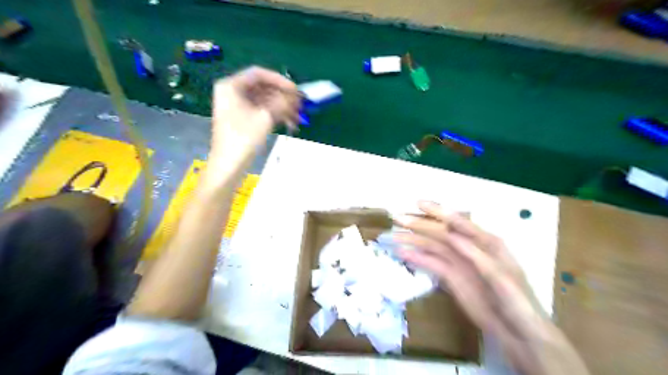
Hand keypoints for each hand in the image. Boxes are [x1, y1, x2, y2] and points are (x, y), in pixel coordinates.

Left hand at [210, 66, 299, 166]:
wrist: (228, 165)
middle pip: (262, 87)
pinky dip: (275, 115)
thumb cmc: (243, 138)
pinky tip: (290, 123)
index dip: (279, 80)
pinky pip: (261, 111)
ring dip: (282, 107)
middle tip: (300, 104)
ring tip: (298, 117)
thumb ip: (282, 102)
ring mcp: (237, 107)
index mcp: (231, 86)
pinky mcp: (242, 119)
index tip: (296, 90)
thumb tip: (296, 95)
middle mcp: (233, 93)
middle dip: (283, 96)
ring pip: (264, 101)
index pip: (259, 74)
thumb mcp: (265, 117)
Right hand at [392, 201, 585, 374]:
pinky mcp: (451, 278)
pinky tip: (403, 254)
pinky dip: (417, 259)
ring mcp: (458, 263)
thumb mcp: (501, 276)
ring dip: (413, 241)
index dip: (438, 212)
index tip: (419, 204)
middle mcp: (469, 248)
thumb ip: (476, 255)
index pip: (459, 222)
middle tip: (397, 218)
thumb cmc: (517, 301)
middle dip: (419, 224)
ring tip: (393, 237)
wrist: (518, 333)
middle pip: (440, 233)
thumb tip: (451, 235)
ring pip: (432, 247)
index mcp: (486, 242)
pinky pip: (431, 264)